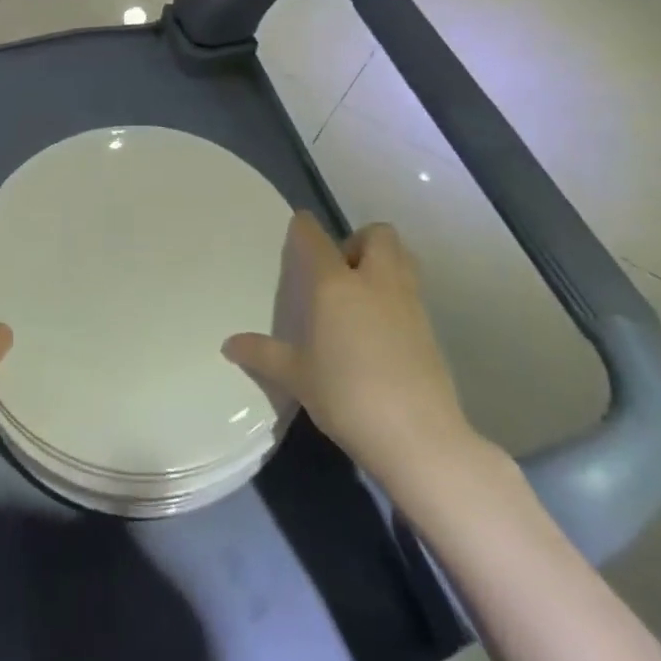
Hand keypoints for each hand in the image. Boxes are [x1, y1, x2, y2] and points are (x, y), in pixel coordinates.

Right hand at [223, 213, 486, 499]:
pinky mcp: (431, 328)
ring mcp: (408, 303)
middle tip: (340, 270)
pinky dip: (396, 294)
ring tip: (362, 294)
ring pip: (403, 257)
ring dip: (384, 261)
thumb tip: (228, 344)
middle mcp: (375, 282)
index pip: (316, 239)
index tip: (299, 224)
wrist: (418, 437)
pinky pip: (412, 291)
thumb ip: (263, 354)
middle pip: (378, 234)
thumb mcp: (297, 377)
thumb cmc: (346, 397)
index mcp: (335, 285)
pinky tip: (381, 329)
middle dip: (359, 240)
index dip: (305, 227)